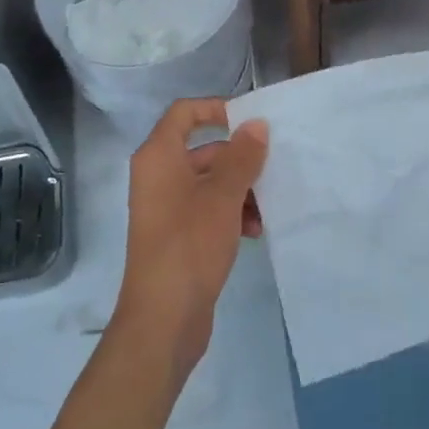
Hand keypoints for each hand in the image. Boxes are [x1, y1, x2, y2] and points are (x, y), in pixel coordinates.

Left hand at [113, 99, 267, 380]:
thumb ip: (242, 157)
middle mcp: (158, 176)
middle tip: (270, 168)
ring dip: (239, 190)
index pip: (185, 112)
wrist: (162, 320)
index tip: (249, 121)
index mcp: (159, 157)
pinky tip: (253, 231)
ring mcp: (165, 207)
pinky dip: (230, 213)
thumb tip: (256, 125)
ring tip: (264, 209)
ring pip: (209, 182)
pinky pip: (207, 209)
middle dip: (238, 158)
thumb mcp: (222, 196)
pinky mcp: (176, 235)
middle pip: (203, 149)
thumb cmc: (189, 245)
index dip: (216, 108)